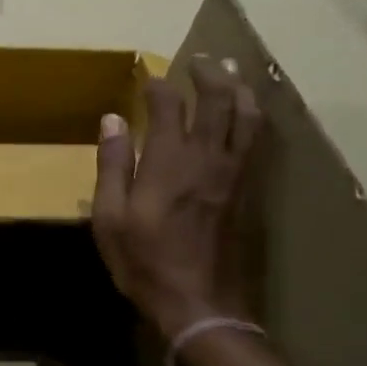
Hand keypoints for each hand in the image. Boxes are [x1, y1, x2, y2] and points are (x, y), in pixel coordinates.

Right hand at [91, 56, 263, 338]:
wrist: (200, 304)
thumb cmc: (145, 262)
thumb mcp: (110, 217)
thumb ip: (112, 164)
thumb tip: (112, 120)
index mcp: (169, 161)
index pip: (170, 105)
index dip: (159, 85)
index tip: (148, 78)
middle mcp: (207, 158)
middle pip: (219, 100)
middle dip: (209, 74)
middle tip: (200, 61)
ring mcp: (234, 174)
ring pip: (248, 118)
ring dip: (240, 90)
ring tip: (231, 75)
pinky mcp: (248, 191)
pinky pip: (256, 143)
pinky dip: (253, 119)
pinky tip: (247, 116)